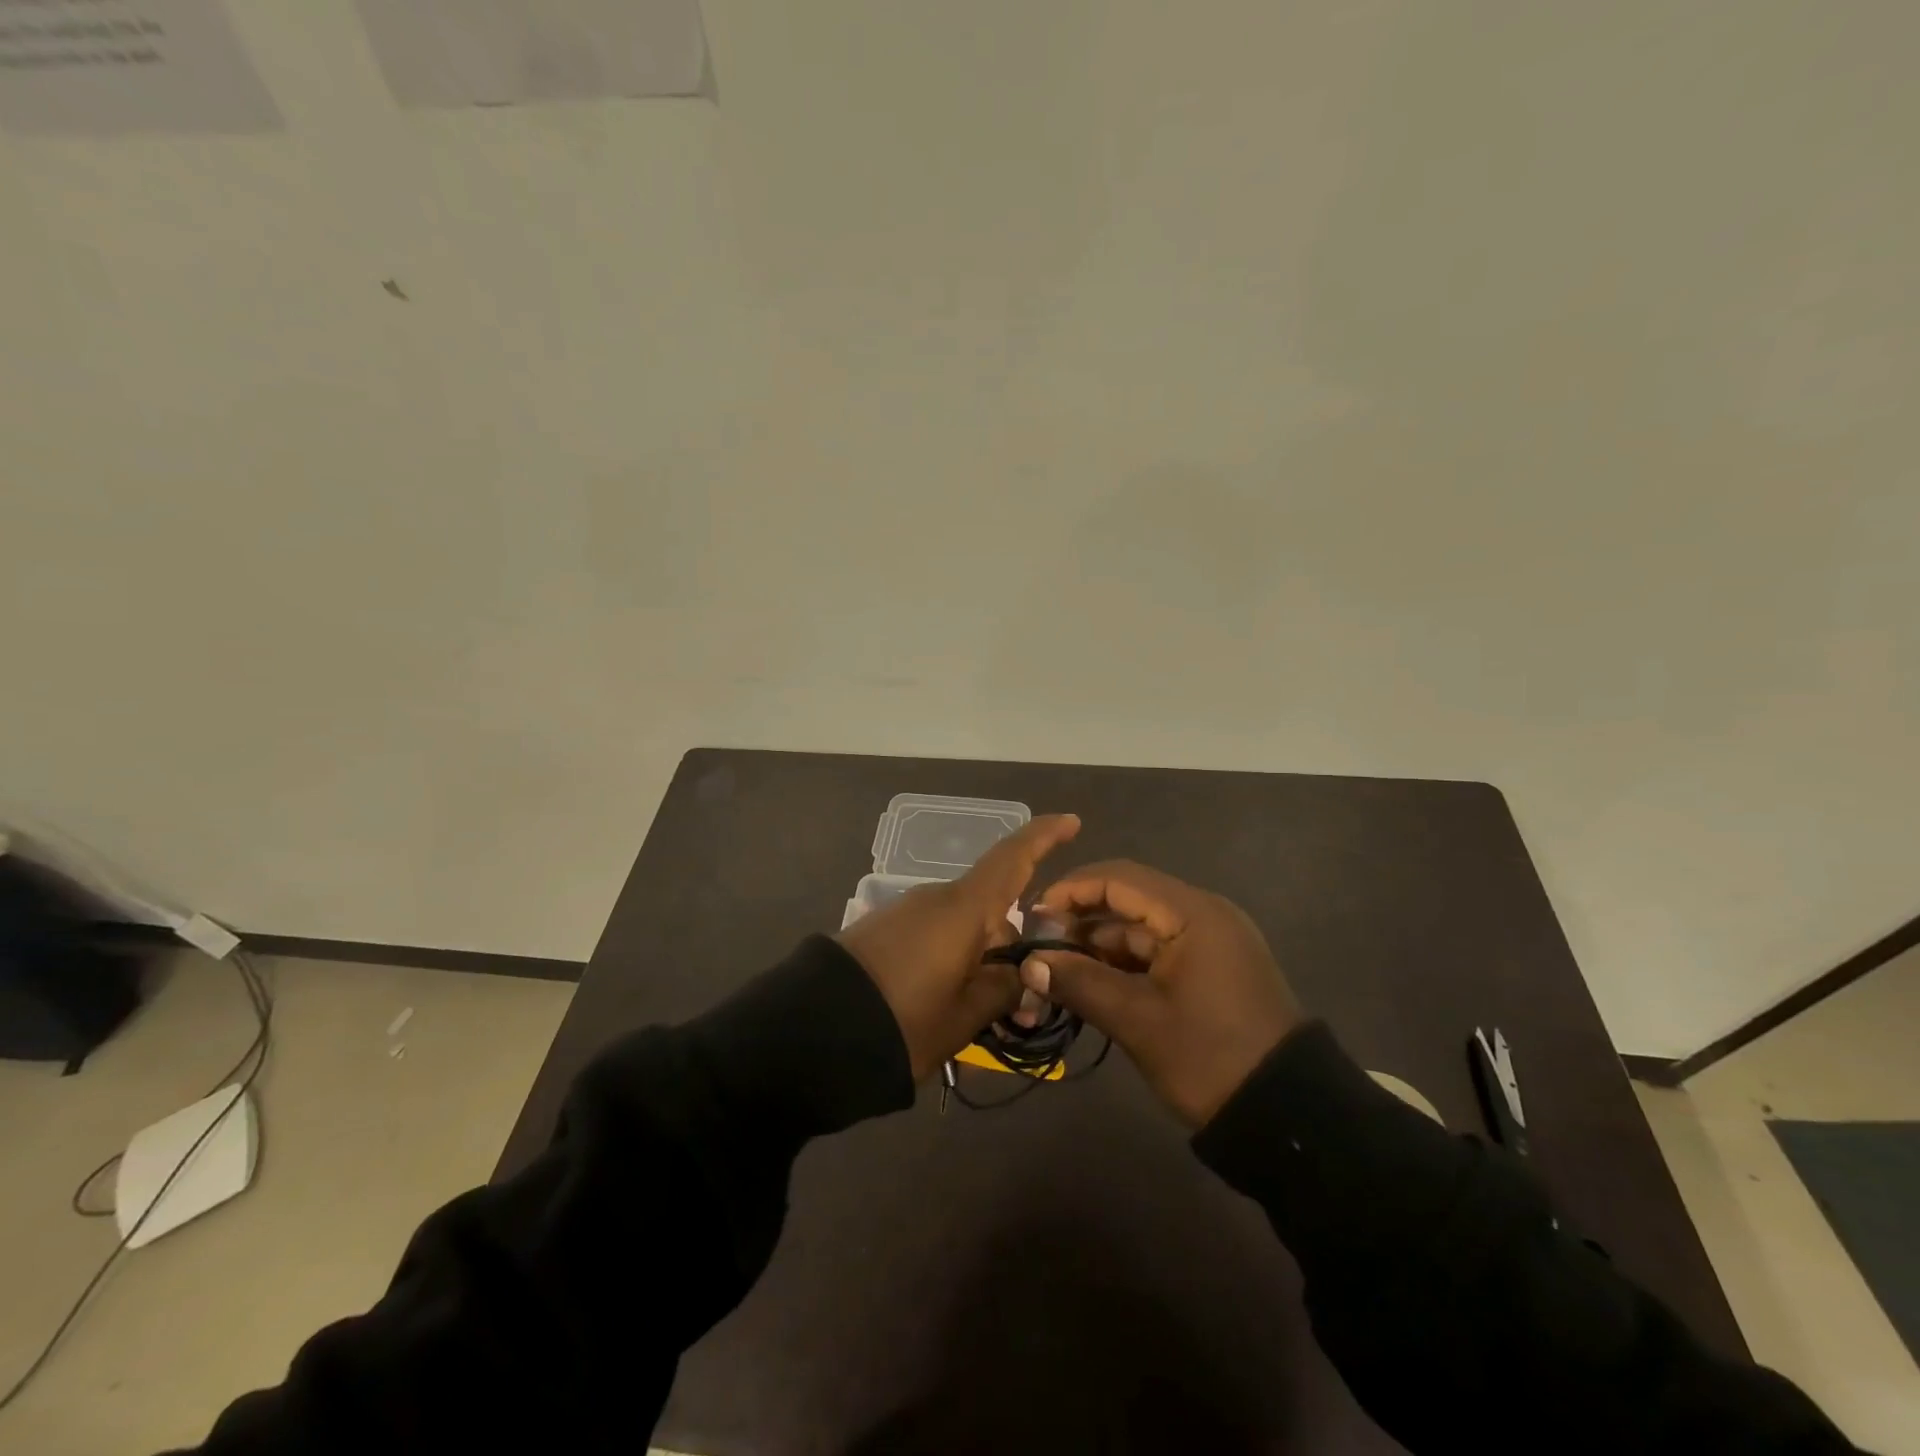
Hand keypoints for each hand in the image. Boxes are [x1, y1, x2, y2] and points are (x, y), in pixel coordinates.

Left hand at [836, 813, 1081, 1081]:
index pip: (1012, 858)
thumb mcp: (965, 1016)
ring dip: (981, 962)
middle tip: (1024, 1006)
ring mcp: (906, 913)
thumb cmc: (903, 1021)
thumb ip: (1003, 990)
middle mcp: (936, 899)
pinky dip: (952, 961)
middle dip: (1013, 949)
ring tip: (983, 1016)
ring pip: (963, 928)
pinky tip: (947, 1004)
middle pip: (992, 910)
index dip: (1044, 836)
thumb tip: (1021, 973)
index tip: (1072, 822)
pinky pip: (934, 937)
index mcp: (963, 909)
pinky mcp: (882, 931)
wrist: (812, 1031)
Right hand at [1024, 861, 1303, 1126]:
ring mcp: (1208, 942)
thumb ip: (1080, 983)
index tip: (1033, 917)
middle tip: (1039, 949)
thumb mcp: (1138, 1021)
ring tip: (1055, 971)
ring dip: (1097, 946)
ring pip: (1139, 929)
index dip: (1070, 890)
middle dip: (1080, 920)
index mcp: (1192, 913)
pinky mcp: (1209, 969)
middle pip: (1127, 900)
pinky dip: (1122, 964)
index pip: (1118, 878)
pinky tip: (1089, 983)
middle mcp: (1202, 914)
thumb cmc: (1210, 1058)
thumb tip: (1029, 964)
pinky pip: (1156, 952)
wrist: (1287, 1115)